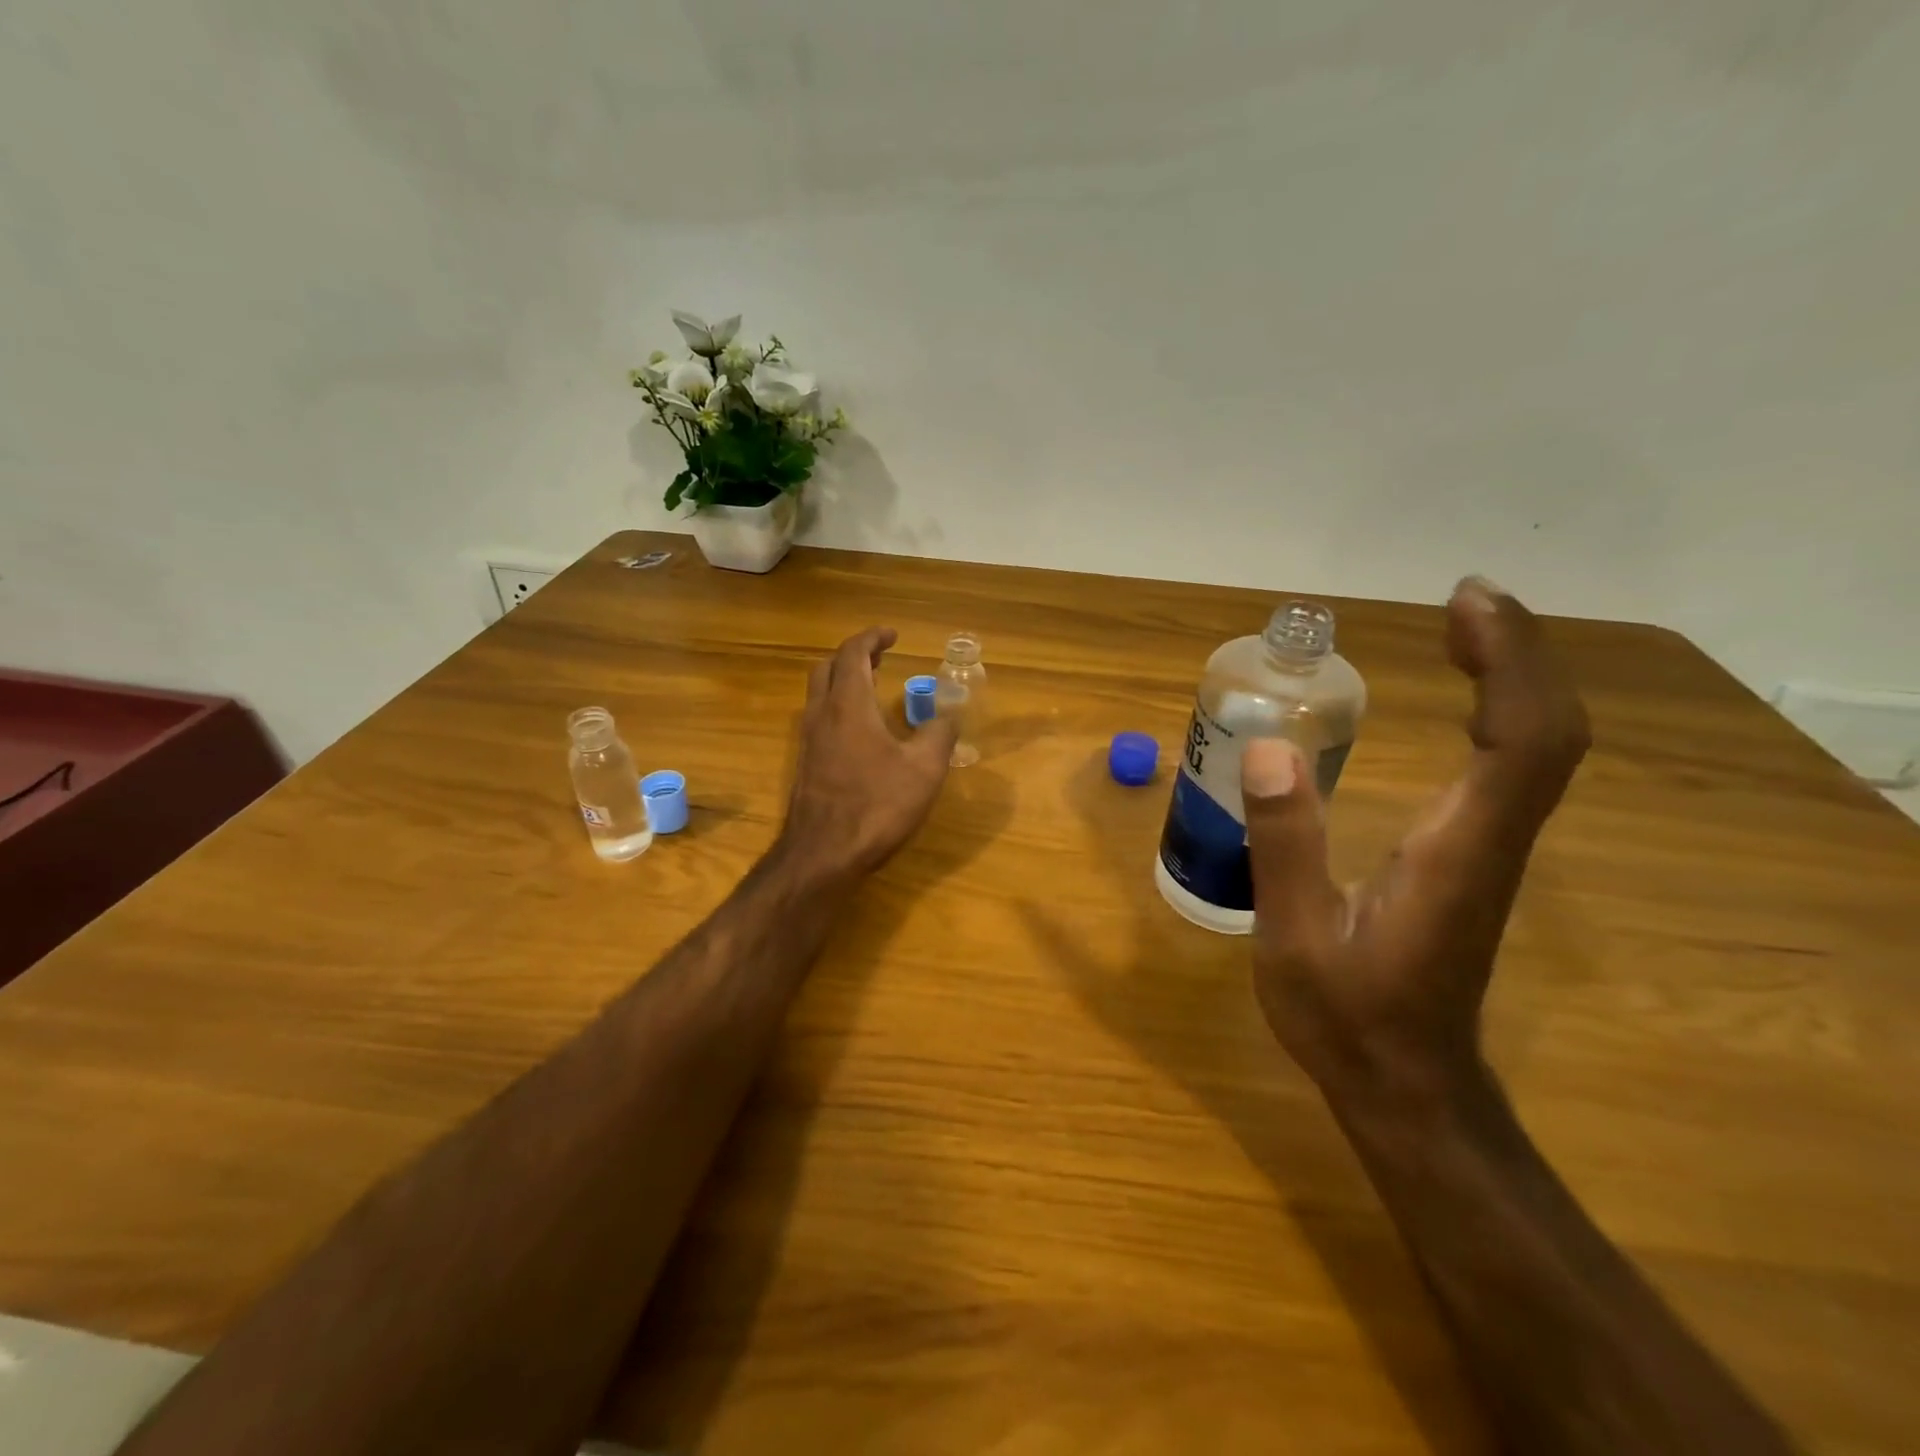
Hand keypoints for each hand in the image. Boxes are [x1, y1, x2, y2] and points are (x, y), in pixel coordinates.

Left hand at [781, 626, 959, 881]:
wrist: (823, 855)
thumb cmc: (876, 806)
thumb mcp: (924, 770)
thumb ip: (940, 735)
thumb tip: (950, 714)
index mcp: (849, 705)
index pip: (852, 654)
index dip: (872, 638)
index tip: (893, 635)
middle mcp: (821, 715)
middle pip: (828, 668)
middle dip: (853, 655)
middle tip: (881, 658)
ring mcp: (808, 741)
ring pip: (819, 694)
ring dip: (843, 681)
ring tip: (872, 687)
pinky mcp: (805, 765)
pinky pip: (819, 719)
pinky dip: (838, 707)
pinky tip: (860, 731)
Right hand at [1243, 577, 1590, 1109]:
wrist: (1407, 1084)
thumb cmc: (1347, 1017)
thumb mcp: (1295, 936)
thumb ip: (1283, 844)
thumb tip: (1267, 746)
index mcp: (1458, 852)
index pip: (1521, 741)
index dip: (1508, 663)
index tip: (1465, 606)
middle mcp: (1492, 841)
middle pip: (1547, 732)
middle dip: (1518, 654)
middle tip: (1464, 601)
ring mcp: (1491, 850)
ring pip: (1539, 748)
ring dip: (1514, 677)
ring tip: (1463, 629)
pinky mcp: (1475, 858)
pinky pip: (1511, 768)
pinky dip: (1499, 714)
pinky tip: (1463, 699)